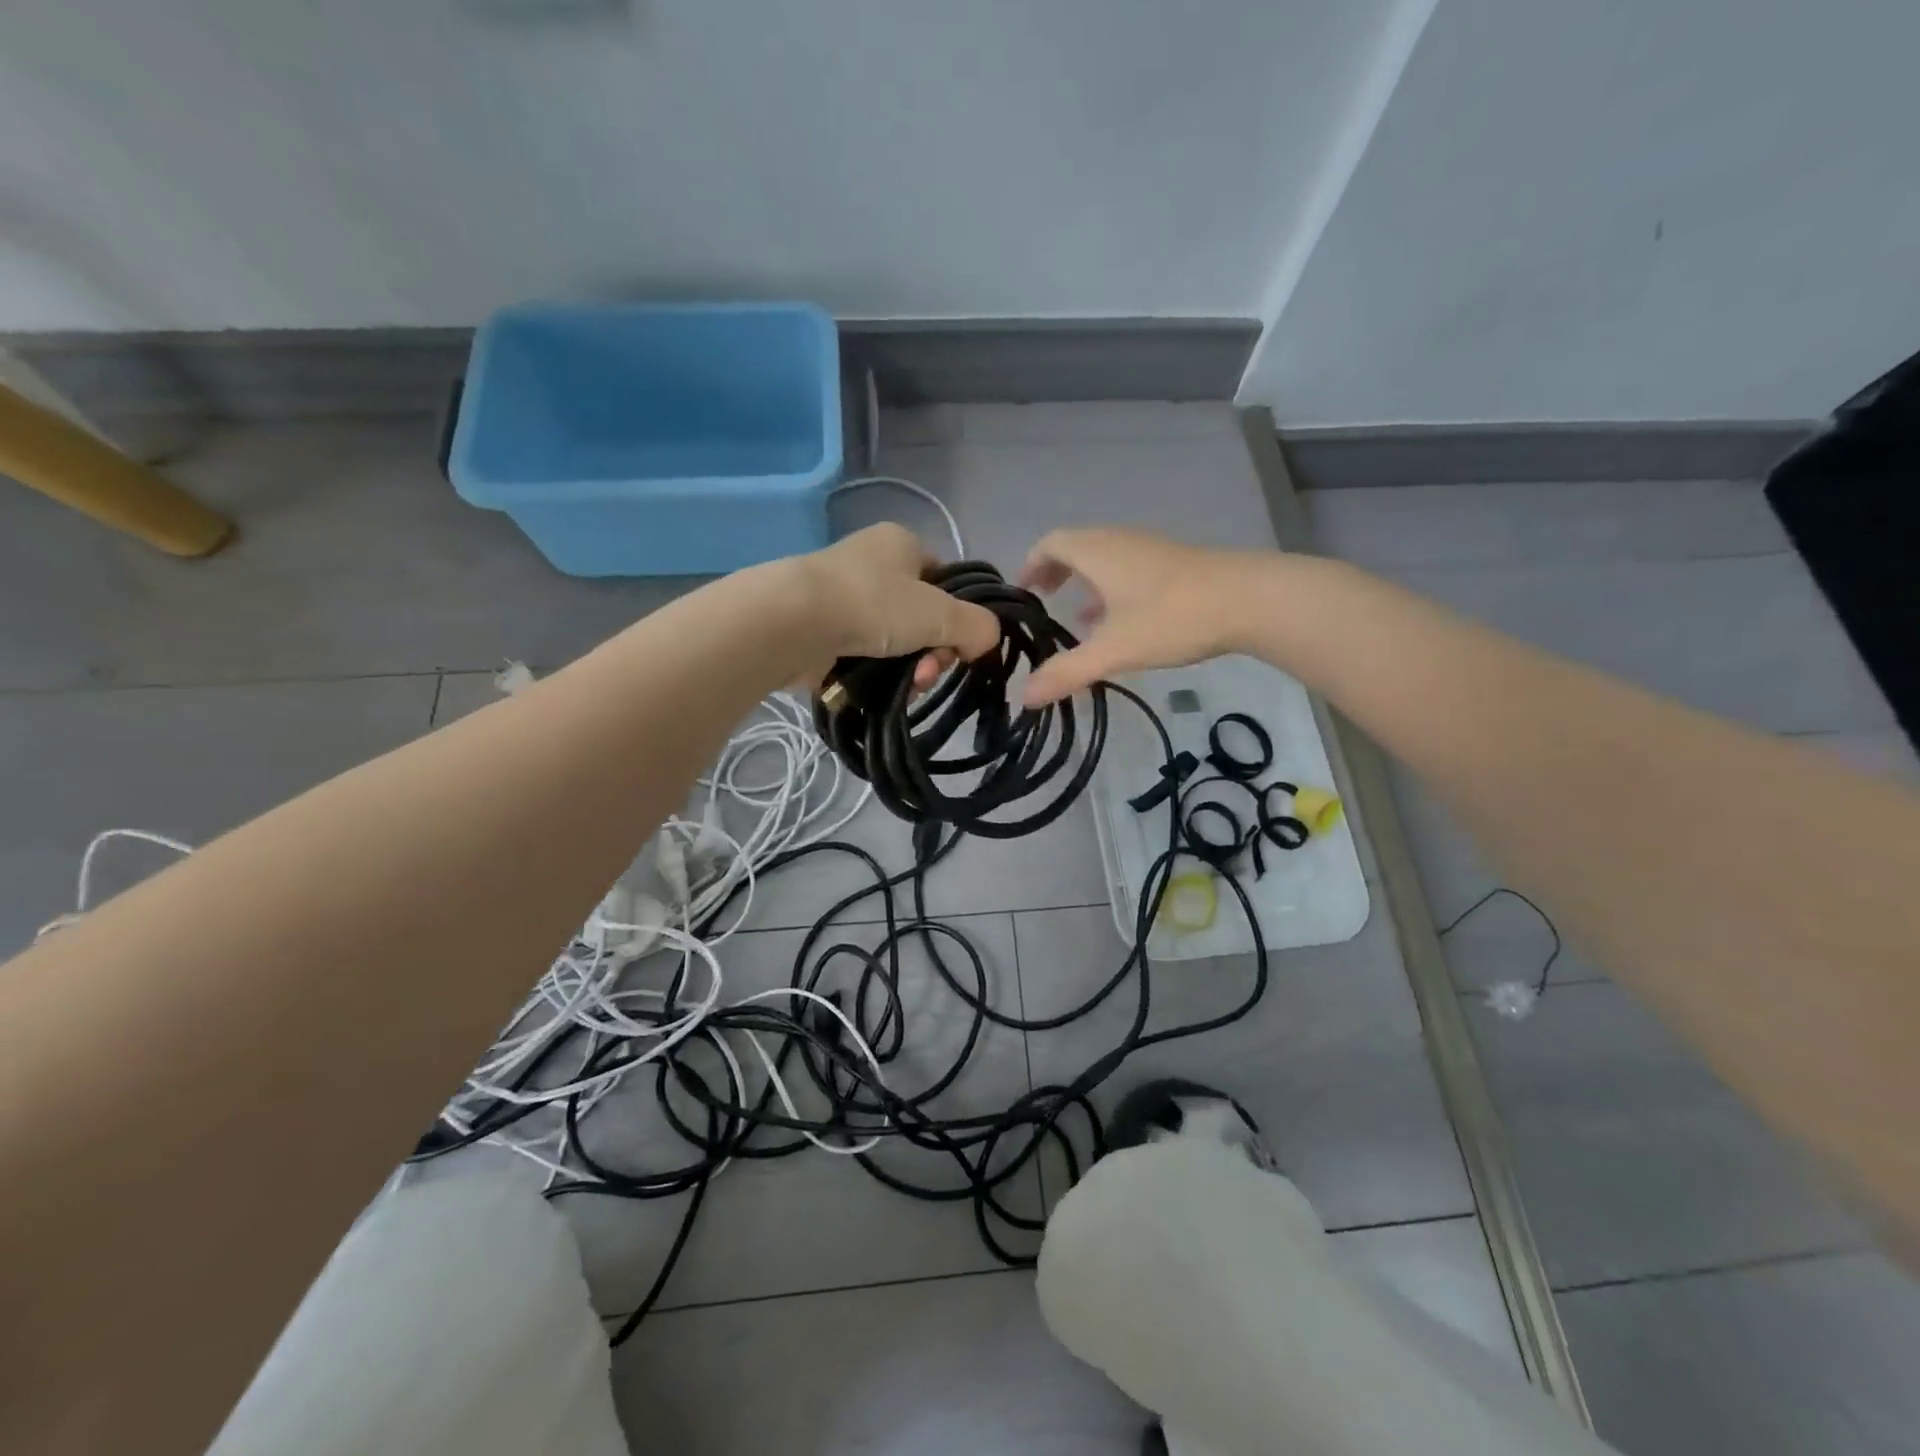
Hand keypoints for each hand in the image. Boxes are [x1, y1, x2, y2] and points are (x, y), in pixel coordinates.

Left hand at [791, 523, 999, 686]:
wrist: (791, 622)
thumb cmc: (872, 604)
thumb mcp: (940, 613)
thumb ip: (976, 626)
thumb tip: (987, 641)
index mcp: (902, 544)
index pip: (946, 581)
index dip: (960, 616)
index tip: (960, 647)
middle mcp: (873, 565)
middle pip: (923, 618)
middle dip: (934, 652)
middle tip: (929, 672)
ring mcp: (844, 599)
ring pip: (896, 643)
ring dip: (911, 669)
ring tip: (908, 687)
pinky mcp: (823, 632)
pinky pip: (866, 657)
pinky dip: (879, 676)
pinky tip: (883, 693)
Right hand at [1017, 528, 1273, 704]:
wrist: (1250, 600)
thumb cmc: (1173, 617)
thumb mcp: (1114, 651)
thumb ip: (1068, 672)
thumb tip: (1025, 697)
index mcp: (1098, 551)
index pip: (1051, 543)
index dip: (1031, 564)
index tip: (1022, 591)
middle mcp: (1121, 541)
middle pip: (1077, 546)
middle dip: (1056, 572)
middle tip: (1044, 601)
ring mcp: (1152, 549)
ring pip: (1106, 558)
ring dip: (1087, 581)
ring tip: (1077, 617)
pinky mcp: (1176, 564)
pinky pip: (1130, 568)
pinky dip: (1114, 588)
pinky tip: (1121, 621)